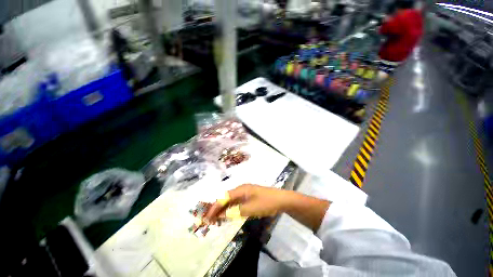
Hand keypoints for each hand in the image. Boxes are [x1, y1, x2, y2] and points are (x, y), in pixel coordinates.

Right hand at [204, 184, 290, 222]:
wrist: (281, 199)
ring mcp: (246, 192)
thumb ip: (235, 212)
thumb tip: (222, 215)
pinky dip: (231, 209)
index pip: (224, 197)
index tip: (207, 217)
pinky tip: (228, 215)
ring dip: (224, 209)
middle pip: (226, 198)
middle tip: (210, 219)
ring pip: (231, 200)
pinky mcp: (249, 196)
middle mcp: (241, 189)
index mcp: (241, 189)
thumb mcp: (250, 209)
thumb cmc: (266, 203)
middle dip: (218, 208)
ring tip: (216, 219)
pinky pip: (237, 202)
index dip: (215, 207)